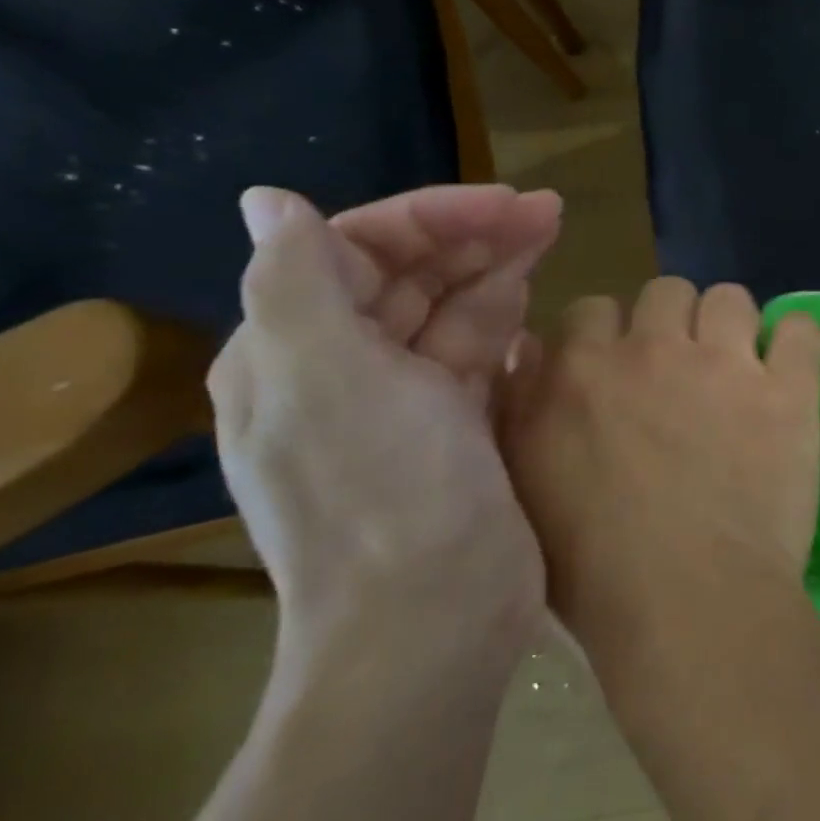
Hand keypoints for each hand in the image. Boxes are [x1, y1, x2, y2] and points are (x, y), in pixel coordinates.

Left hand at [209, 184, 559, 676]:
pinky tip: (536, 306)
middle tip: (550, 212)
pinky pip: (478, 358)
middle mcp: (342, 370)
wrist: (433, 619)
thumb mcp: (327, 378)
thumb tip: (268, 201)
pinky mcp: (458, 432)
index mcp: (293, 350)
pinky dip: (504, 326)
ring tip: (551, 236)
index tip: (507, 203)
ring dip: (496, 271)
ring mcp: (405, 404)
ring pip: (450, 313)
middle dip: (475, 236)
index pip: (358, 248)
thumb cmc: (384, 491)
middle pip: (410, 276)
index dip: (433, 216)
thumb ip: (296, 281)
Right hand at [499, 278, 819, 646]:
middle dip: (673, 322)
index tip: (624, 370)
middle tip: (685, 371)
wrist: (689, 603)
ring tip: (741, 369)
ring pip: (730, 298)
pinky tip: (792, 370)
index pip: (592, 309)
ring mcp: (725, 363)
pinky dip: (798, 342)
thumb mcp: (525, 484)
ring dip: (732, 326)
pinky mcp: (788, 388)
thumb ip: (521, 407)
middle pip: (666, 291)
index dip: (611, 336)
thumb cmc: (594, 566)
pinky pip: (801, 328)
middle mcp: (651, 349)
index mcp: (581, 371)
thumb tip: (529, 351)